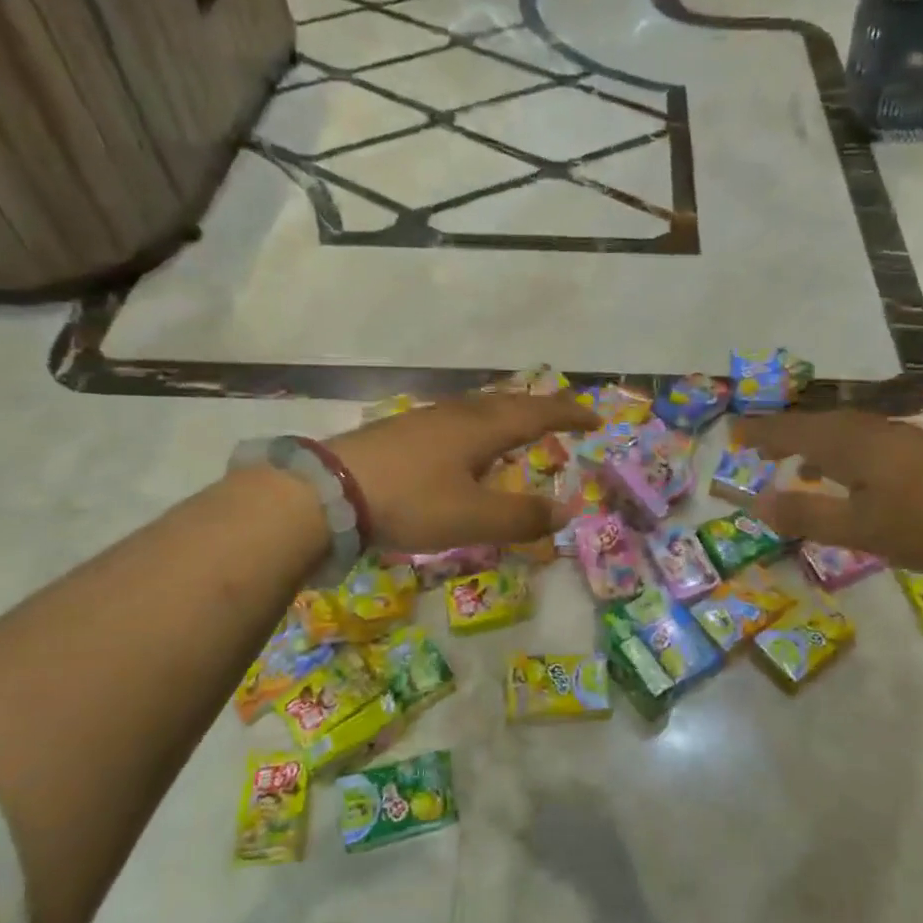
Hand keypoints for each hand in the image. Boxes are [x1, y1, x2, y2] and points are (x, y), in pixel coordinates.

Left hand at [324, 394, 598, 551]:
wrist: (327, 491)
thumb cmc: (411, 501)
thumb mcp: (474, 519)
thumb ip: (522, 517)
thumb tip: (567, 512)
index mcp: (482, 428)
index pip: (538, 415)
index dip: (569, 416)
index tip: (596, 419)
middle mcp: (458, 415)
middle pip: (508, 403)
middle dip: (540, 409)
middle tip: (562, 417)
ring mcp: (425, 419)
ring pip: (478, 409)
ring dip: (506, 415)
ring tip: (517, 428)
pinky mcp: (399, 432)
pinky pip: (455, 421)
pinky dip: (477, 427)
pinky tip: (463, 447)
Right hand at [734, 411, 922, 571]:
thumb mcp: (858, 528)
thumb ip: (806, 515)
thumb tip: (755, 503)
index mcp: (845, 442)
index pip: (788, 430)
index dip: (759, 433)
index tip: (731, 434)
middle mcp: (866, 429)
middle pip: (813, 424)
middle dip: (781, 435)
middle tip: (754, 446)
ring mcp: (896, 437)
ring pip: (839, 433)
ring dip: (810, 445)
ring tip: (792, 464)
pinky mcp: (919, 452)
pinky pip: (861, 444)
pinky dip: (839, 455)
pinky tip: (849, 479)